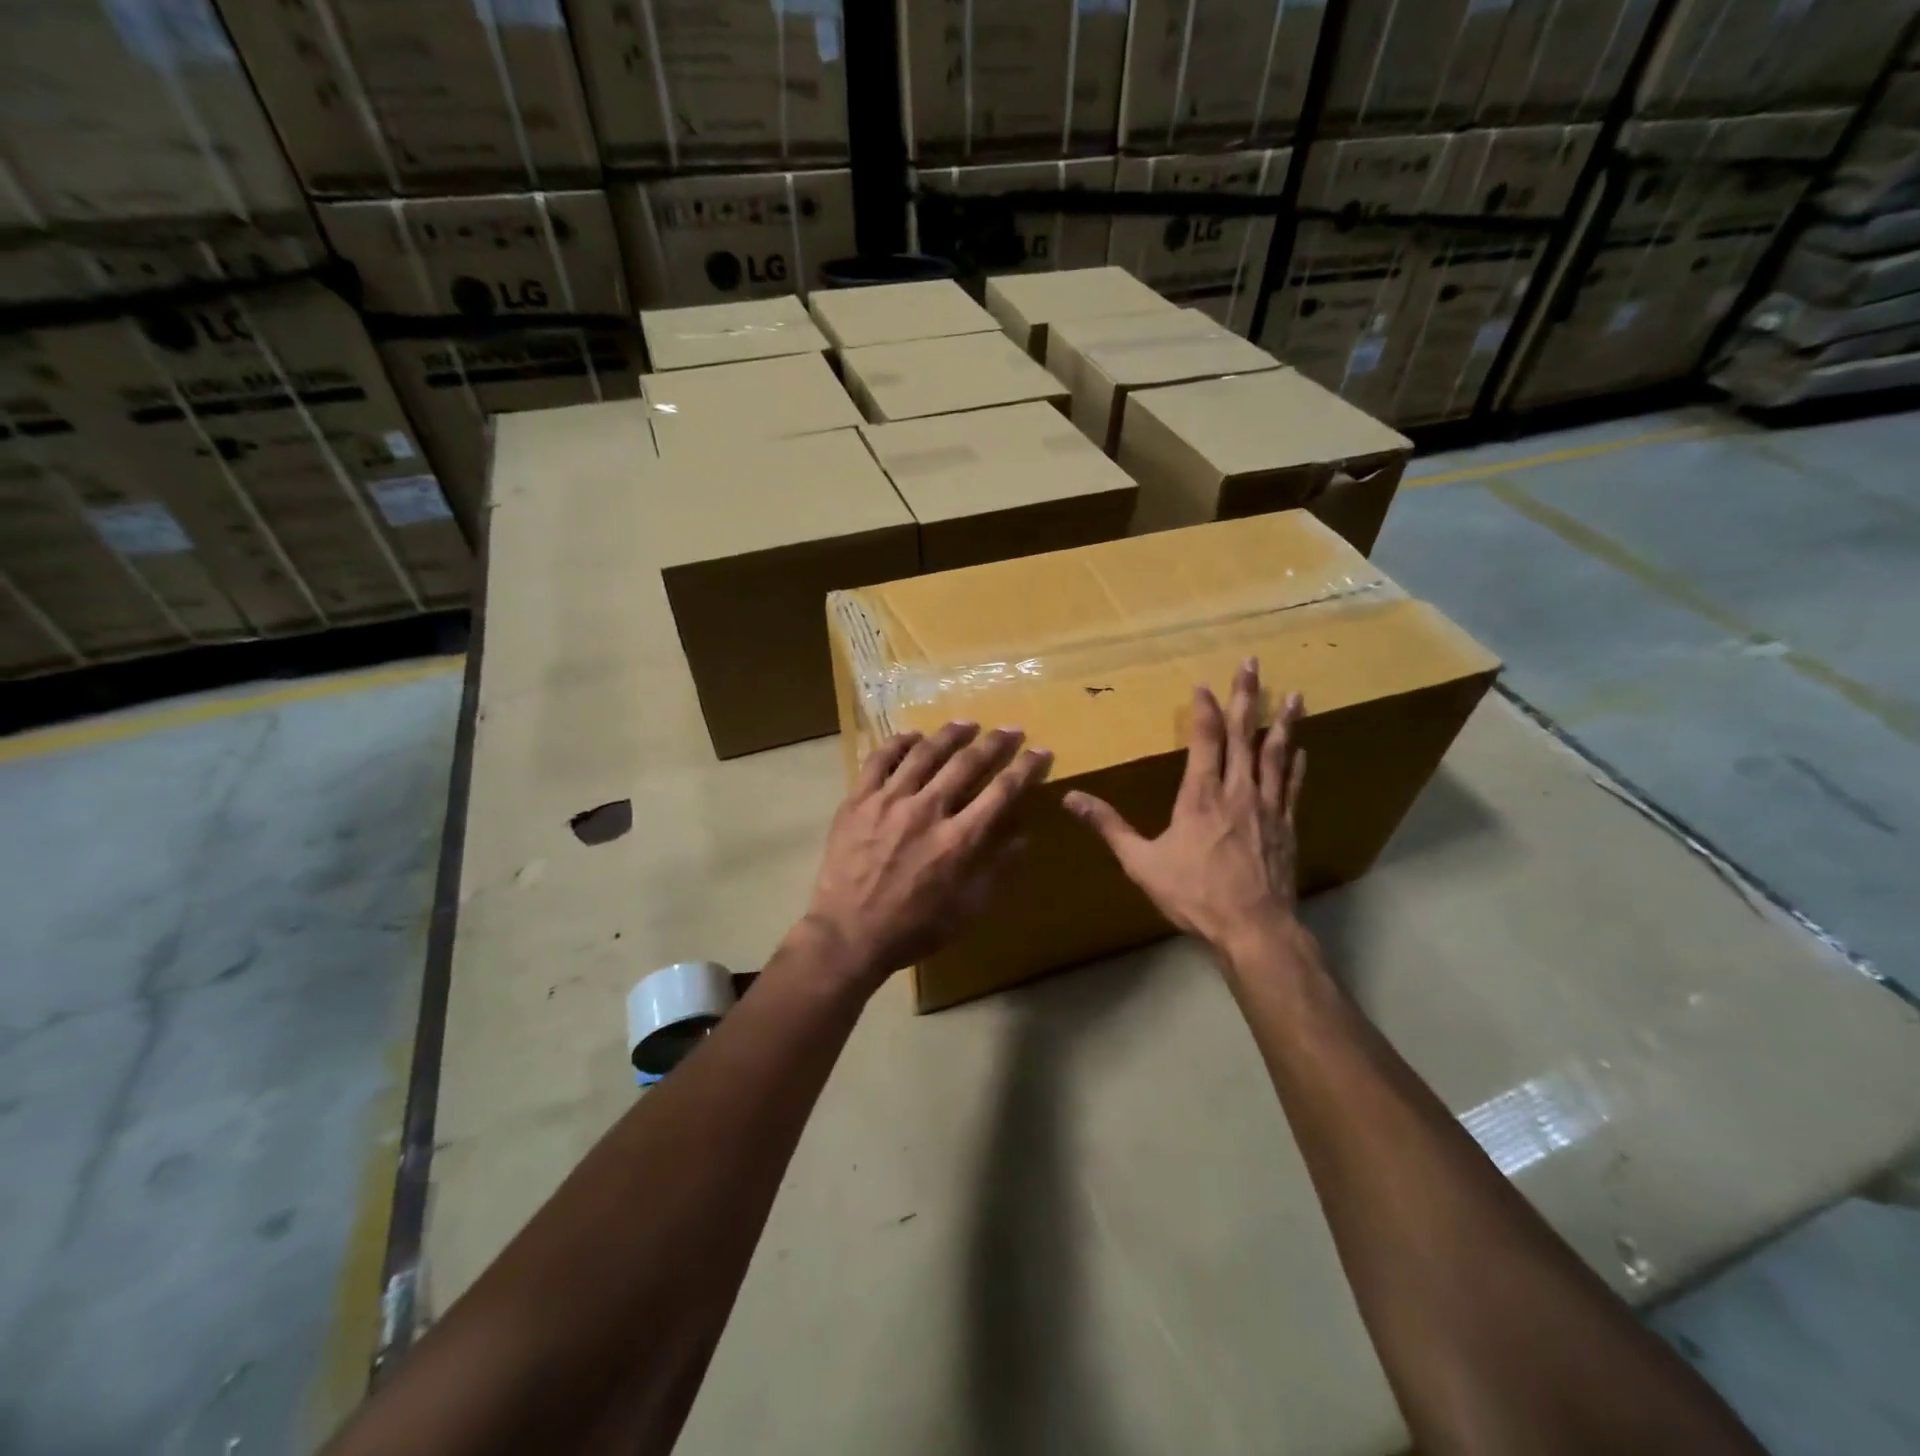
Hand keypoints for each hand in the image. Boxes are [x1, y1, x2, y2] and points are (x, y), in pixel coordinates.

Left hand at [802, 722, 1052, 990]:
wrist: (848, 934)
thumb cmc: (913, 928)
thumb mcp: (968, 910)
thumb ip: (997, 870)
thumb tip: (1023, 837)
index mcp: (959, 840)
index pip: (1002, 791)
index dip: (1026, 768)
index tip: (1040, 752)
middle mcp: (928, 810)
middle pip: (967, 762)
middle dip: (995, 743)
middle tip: (1010, 730)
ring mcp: (889, 801)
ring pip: (925, 752)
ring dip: (950, 734)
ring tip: (966, 724)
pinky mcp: (858, 800)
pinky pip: (880, 759)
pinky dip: (899, 743)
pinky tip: (913, 736)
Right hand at [1065, 659, 1306, 958]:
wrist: (1253, 928)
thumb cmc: (1194, 894)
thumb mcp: (1141, 862)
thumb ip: (1108, 826)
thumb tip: (1070, 798)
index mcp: (1201, 796)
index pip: (1205, 740)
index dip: (1205, 709)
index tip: (1204, 684)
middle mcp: (1237, 791)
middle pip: (1244, 734)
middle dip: (1247, 696)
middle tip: (1252, 663)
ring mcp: (1267, 807)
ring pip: (1276, 754)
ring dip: (1283, 722)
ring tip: (1296, 694)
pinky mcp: (1286, 826)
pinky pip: (1292, 786)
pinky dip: (1296, 764)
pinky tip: (1300, 748)